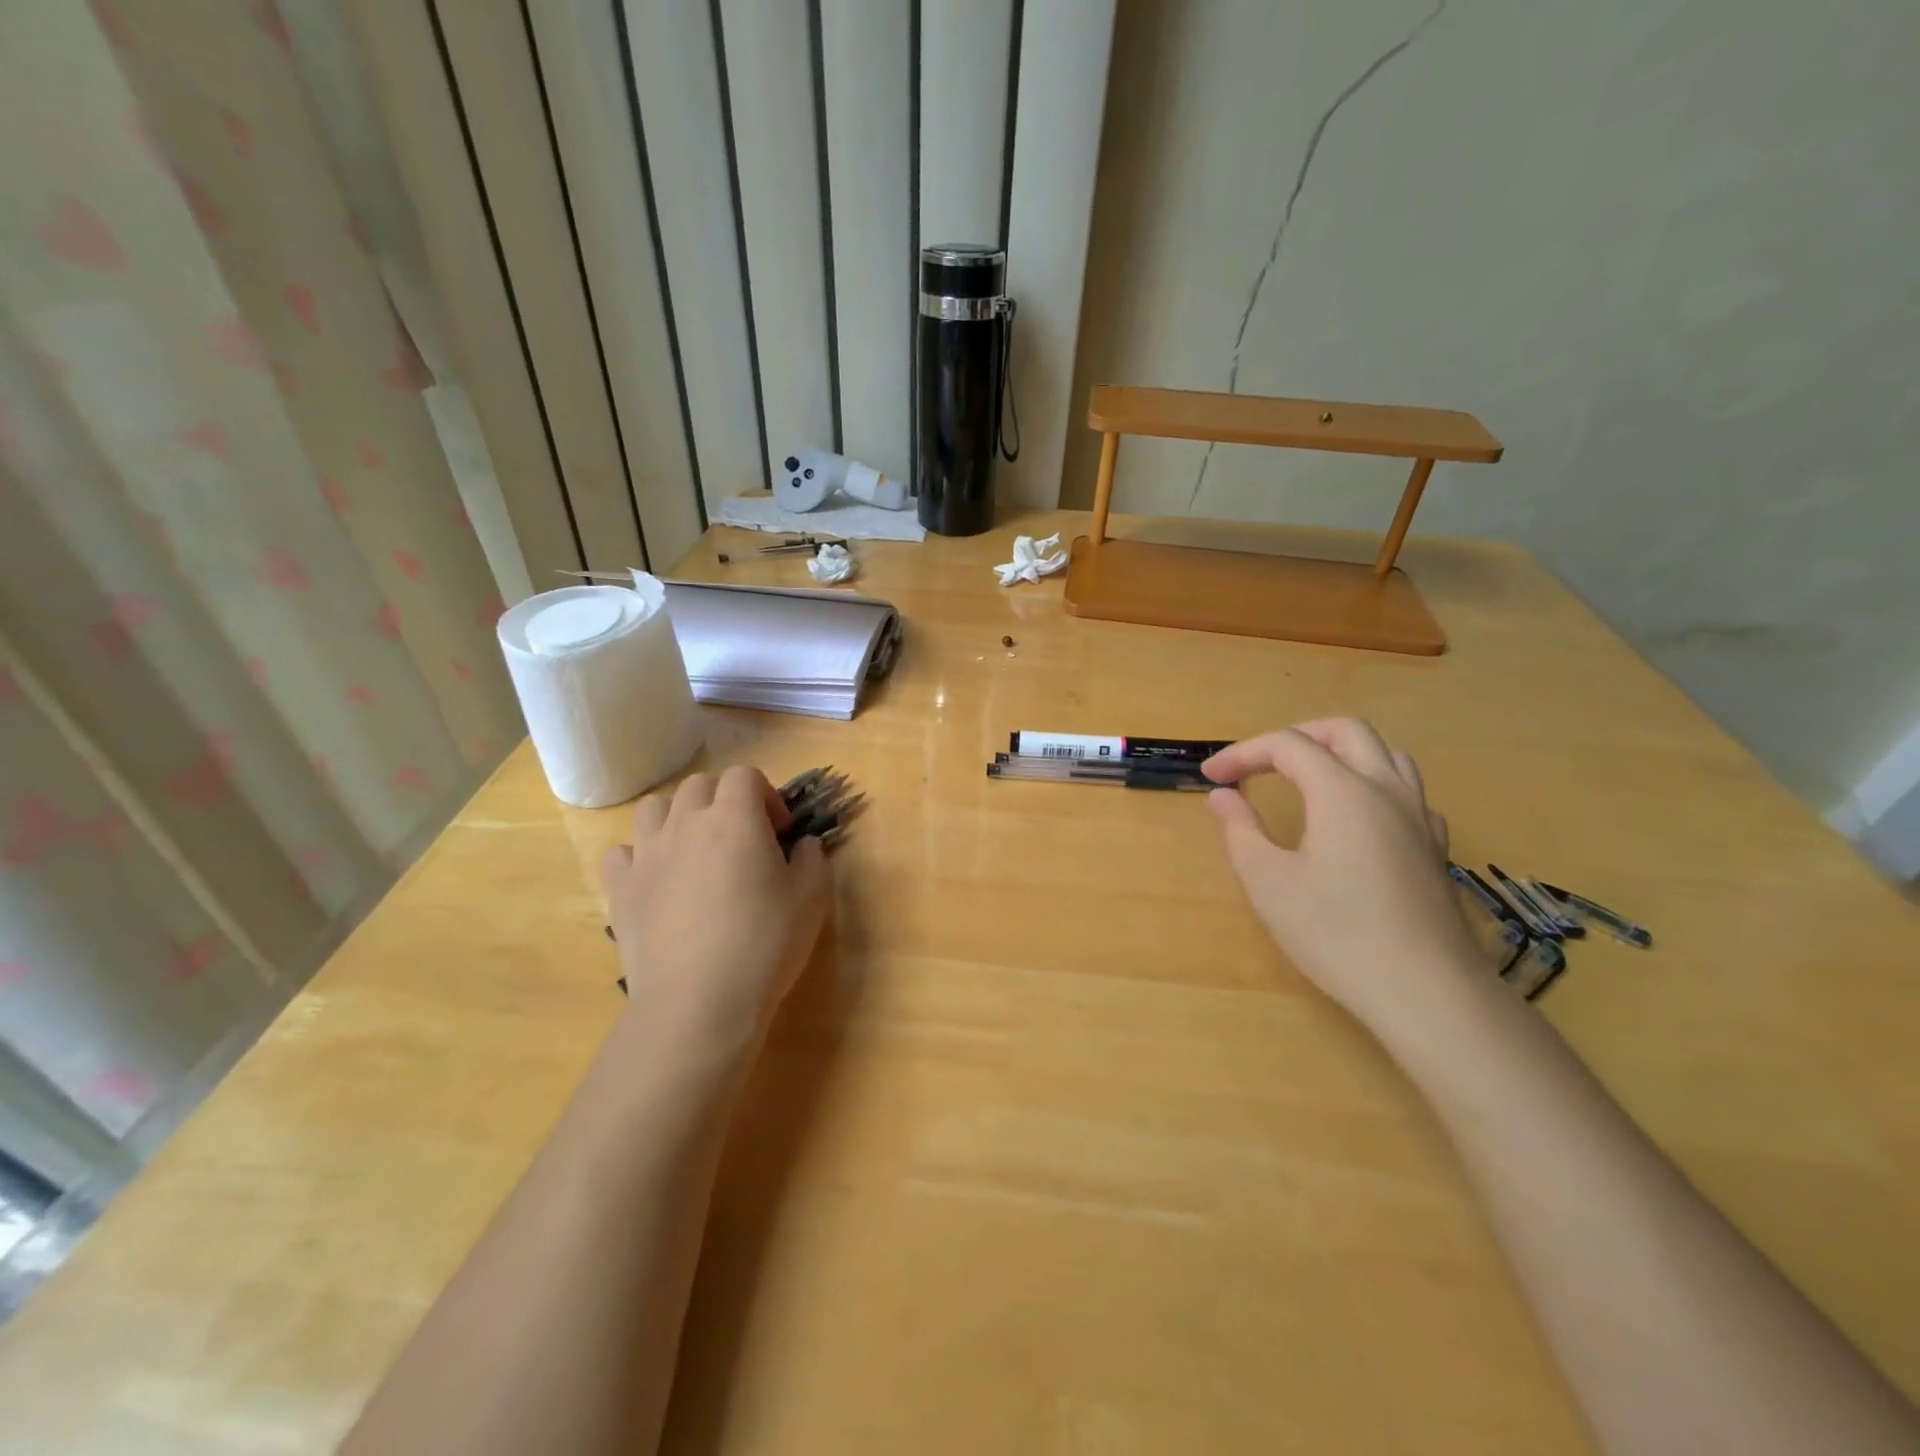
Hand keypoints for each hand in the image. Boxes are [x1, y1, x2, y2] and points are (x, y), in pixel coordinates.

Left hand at [601, 766, 831, 1061]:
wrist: (700, 1000)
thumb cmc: (765, 942)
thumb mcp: (812, 898)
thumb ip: (812, 858)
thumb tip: (802, 844)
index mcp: (735, 817)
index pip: (745, 775)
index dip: (766, 795)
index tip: (779, 831)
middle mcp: (686, 823)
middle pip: (700, 785)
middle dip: (724, 801)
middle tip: (742, 839)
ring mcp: (647, 854)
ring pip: (655, 808)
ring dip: (679, 818)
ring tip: (695, 852)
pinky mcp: (620, 888)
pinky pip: (622, 852)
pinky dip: (640, 856)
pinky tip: (658, 881)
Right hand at [1203, 719, 1482, 1029]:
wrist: (1426, 991)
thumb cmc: (1336, 933)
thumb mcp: (1268, 882)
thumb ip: (1241, 829)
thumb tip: (1223, 796)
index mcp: (1343, 792)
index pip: (1287, 745)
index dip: (1243, 753)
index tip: (1212, 777)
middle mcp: (1386, 790)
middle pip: (1344, 731)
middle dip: (1295, 736)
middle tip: (1259, 763)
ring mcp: (1419, 817)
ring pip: (1385, 753)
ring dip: (1339, 751)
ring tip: (1306, 777)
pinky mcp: (1434, 847)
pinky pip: (1406, 790)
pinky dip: (1371, 783)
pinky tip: (1356, 816)